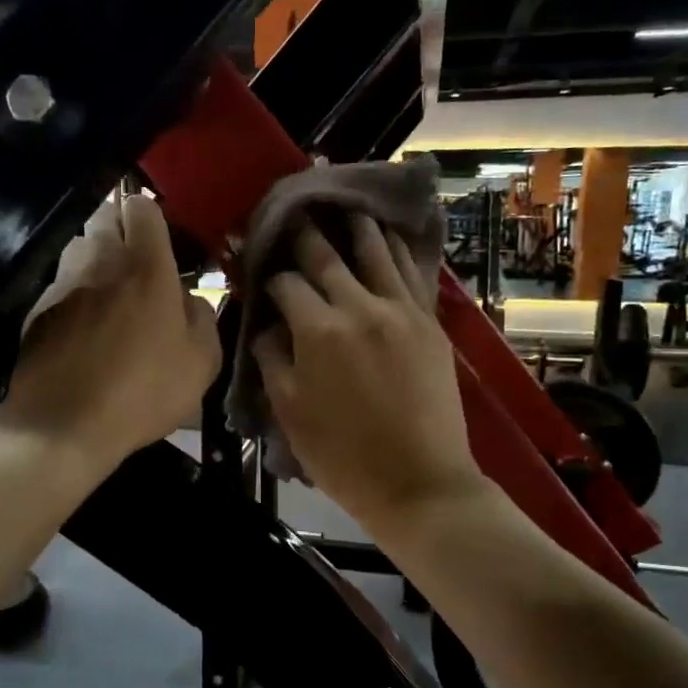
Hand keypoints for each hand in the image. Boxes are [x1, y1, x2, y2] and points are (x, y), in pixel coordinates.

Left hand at [0, 194, 220, 475]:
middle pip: (104, 216)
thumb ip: (202, 317)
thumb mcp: (201, 362)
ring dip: (95, 258)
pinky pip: (60, 283)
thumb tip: (189, 298)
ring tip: (109, 293)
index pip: (142, 207)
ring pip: (78, 246)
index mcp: (146, 267)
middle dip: (121, 228)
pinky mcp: (37, 310)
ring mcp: (62, 283)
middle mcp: (100, 262)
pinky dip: (74, 293)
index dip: (151, 216)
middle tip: (138, 263)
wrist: (64, 425)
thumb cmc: (143, 391)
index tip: (161, 241)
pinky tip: (83, 329)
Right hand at [253, 215, 484, 529]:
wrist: (419, 483)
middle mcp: (359, 307)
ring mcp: (400, 310)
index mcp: (318, 331)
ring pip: (375, 251)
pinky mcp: (429, 322)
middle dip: (305, 233)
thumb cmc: (344, 457)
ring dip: (356, 225)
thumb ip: (272, 360)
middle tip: (295, 210)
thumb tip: (267, 325)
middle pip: (326, 256)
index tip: (259, 267)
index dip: (268, 274)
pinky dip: (397, 247)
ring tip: (345, 204)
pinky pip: (410, 272)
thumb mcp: (290, 413)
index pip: (286, 284)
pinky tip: (390, 233)